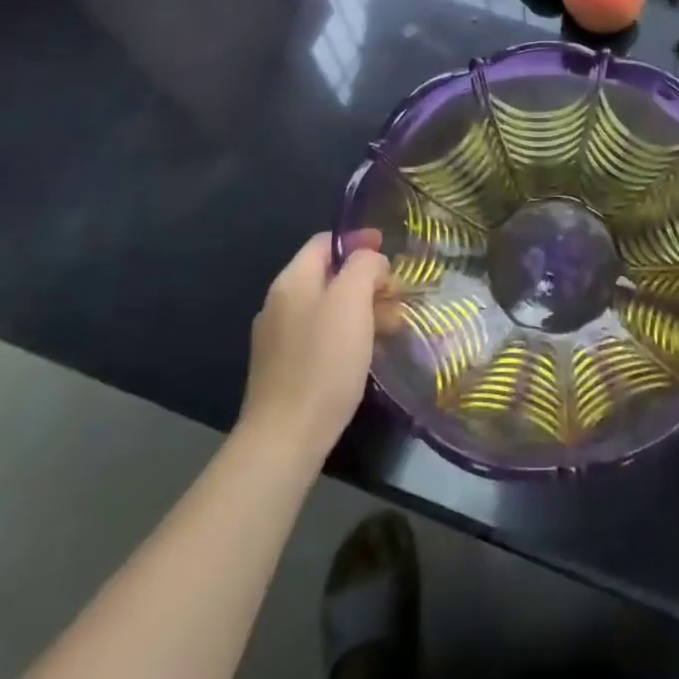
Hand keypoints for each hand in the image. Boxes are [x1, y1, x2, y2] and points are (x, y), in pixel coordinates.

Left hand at [238, 231, 389, 463]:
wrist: (285, 438)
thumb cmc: (324, 362)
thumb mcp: (351, 301)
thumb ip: (363, 267)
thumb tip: (370, 261)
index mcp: (292, 281)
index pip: (325, 242)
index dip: (358, 240)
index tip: (389, 250)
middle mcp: (280, 303)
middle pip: (329, 275)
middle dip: (367, 279)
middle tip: (399, 296)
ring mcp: (279, 338)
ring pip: (329, 307)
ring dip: (363, 308)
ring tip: (393, 327)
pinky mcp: (285, 368)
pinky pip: (322, 335)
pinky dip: (349, 334)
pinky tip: (368, 353)